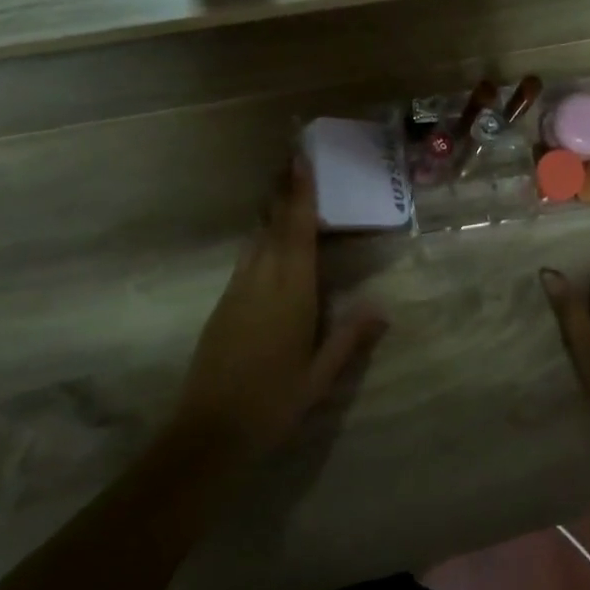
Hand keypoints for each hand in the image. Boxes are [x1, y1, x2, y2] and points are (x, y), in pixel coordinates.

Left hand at [174, 158, 385, 461]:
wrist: (208, 432)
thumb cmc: (272, 403)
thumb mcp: (319, 376)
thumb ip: (349, 338)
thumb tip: (382, 307)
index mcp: (290, 292)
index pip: (297, 231)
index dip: (300, 194)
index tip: (300, 159)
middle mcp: (261, 279)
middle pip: (274, 224)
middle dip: (284, 190)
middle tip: (291, 157)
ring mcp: (237, 290)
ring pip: (257, 238)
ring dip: (270, 209)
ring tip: (282, 188)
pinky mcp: (223, 303)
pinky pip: (247, 257)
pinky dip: (260, 238)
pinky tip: (266, 239)